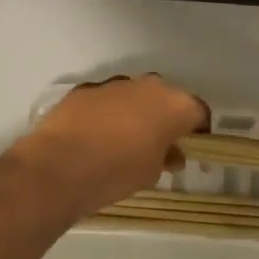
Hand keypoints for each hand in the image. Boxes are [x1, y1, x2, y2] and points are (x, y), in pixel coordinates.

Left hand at [10, 75, 209, 221]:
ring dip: (135, 112)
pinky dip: (106, 113)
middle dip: (165, 117)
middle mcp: (148, 86)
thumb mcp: (152, 173)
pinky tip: (96, 136)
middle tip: (159, 144)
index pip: (198, 112)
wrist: (60, 166)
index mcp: (174, 105)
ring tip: (124, 141)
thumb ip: (167, 157)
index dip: (198, 130)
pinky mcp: (85, 89)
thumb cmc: (117, 172)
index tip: (192, 147)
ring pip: (134, 95)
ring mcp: (114, 84)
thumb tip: (171, 154)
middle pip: (166, 98)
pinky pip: (105, 99)